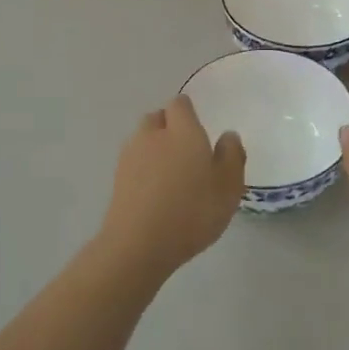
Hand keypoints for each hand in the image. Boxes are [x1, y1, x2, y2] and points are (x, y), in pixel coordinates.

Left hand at [98, 96, 246, 282]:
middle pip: (157, 118)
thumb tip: (227, 135)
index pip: (180, 104)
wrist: (138, 245)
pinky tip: (154, 190)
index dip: (188, 112)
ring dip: (154, 147)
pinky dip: (143, 168)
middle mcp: (153, 135)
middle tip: (186, 149)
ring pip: (142, 139)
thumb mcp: (228, 187)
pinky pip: (133, 162)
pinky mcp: (117, 179)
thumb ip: (231, 156)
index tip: (199, 127)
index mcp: (183, 131)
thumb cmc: (191, 212)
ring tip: (170, 172)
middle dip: (169, 126)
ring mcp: (130, 156)